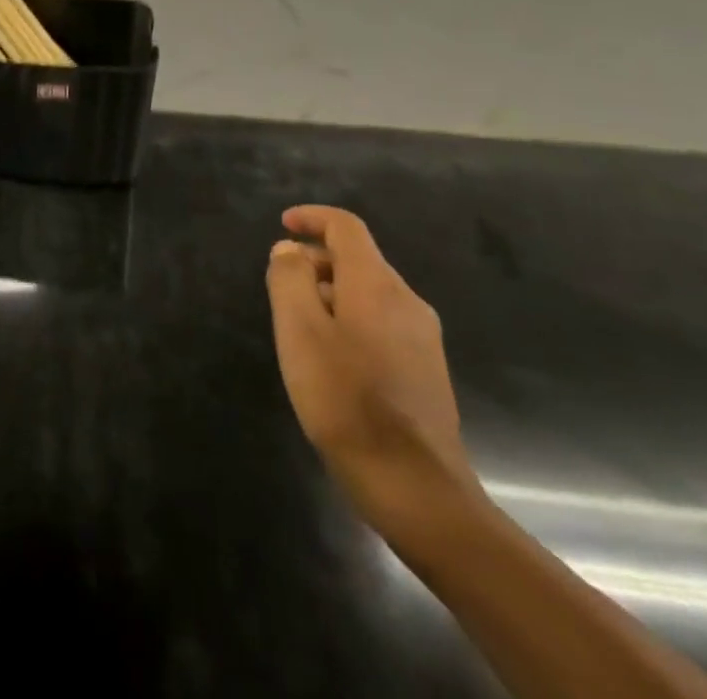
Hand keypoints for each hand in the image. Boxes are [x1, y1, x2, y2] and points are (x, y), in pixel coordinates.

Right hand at [266, 205, 481, 548]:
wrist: (416, 489)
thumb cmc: (346, 400)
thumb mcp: (299, 331)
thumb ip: (289, 278)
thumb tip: (291, 249)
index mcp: (377, 284)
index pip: (346, 227)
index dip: (312, 218)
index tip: (283, 225)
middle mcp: (406, 301)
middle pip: (357, 260)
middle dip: (315, 262)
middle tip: (280, 290)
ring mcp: (423, 338)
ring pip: (368, 293)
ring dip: (330, 295)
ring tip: (299, 331)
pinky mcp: (426, 371)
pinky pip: (380, 323)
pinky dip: (349, 321)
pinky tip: (331, 362)